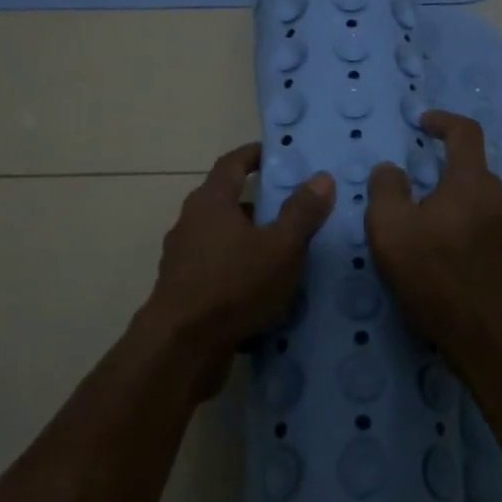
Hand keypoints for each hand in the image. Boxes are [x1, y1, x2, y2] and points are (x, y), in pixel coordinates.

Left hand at [141, 143, 333, 395]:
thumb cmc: (233, 285)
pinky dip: (240, 273)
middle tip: (294, 210)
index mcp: (211, 202)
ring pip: (223, 240)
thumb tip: (321, 177)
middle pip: (227, 202)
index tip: (275, 153)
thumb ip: (302, 212)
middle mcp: (191, 223)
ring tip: (285, 256)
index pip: (232, 164)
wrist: (180, 347)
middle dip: (260, 204)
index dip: (254, 155)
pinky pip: (218, 272)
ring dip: (251, 242)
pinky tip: (264, 294)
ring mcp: (183, 260)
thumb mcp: (280, 247)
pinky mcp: (183, 292)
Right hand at [365, 111, 501, 349]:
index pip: (465, 132)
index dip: (442, 120)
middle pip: (470, 165)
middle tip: (409, 181)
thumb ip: (386, 189)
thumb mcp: (391, 228)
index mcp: (471, 181)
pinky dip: (456, 219)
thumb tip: (391, 170)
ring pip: (473, 196)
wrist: (484, 334)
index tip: (421, 122)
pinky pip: (478, 220)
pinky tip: (435, 246)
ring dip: (447, 196)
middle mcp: (495, 196)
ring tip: (417, 218)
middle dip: (440, 164)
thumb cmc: (434, 274)